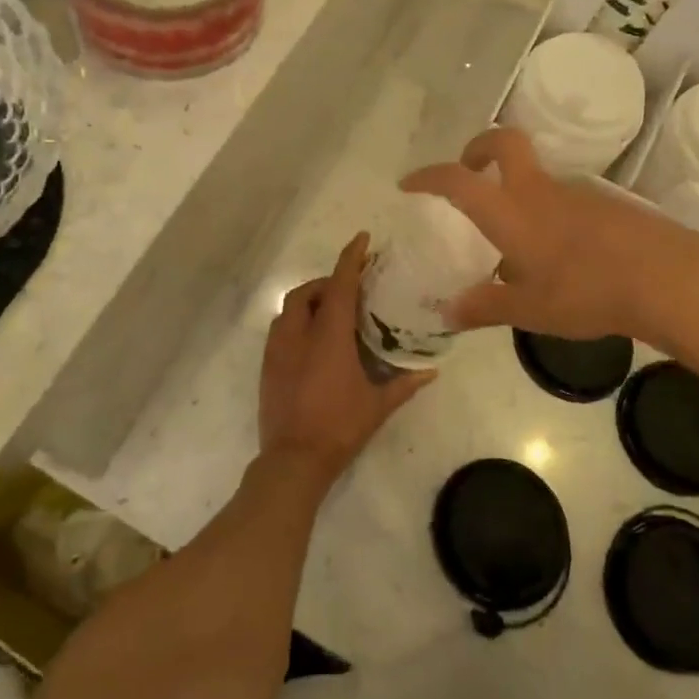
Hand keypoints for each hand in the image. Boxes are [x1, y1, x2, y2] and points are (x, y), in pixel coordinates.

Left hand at [259, 233, 434, 486]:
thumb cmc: (339, 428)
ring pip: (289, 309)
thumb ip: (404, 384)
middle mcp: (299, 334)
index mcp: (329, 336)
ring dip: (309, 302)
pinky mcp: (267, 365)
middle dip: (327, 283)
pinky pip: (280, 330)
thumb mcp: (377, 406)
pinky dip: (296, 323)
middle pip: (308, 292)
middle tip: (349, 291)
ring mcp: (277, 349)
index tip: (361, 239)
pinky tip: (312, 341)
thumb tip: (431, 371)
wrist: (293, 459)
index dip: (350, 258)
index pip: (339, 285)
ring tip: (330, 314)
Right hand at [401, 128, 698, 357]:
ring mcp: (576, 192)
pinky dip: (547, 210)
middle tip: (468, 170)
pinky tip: (560, 253)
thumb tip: (447, 313)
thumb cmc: (587, 292)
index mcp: (510, 211)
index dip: (428, 177)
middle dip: (477, 147)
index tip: (409, 183)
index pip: (457, 180)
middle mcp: (539, 190)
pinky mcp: (605, 203)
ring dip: (516, 187)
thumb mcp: (529, 310)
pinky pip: (563, 197)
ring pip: (536, 174)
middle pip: (504, 142)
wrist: (669, 279)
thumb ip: (485, 307)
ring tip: (515, 238)